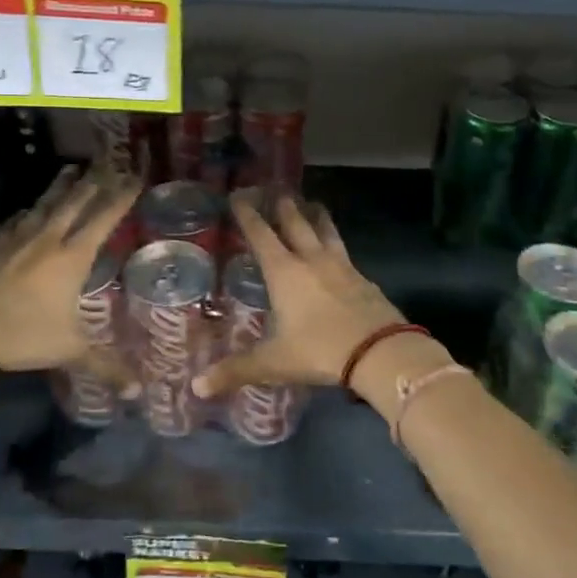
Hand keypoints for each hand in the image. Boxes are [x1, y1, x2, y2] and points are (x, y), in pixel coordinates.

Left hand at [0, 166, 139, 387]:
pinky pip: (12, 224)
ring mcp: (15, 242)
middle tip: (107, 164)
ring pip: (43, 206)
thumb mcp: (69, 349)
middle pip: (74, 203)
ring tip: (70, 171)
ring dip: (59, 188)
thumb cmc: (22, 334)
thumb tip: (137, 391)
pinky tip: (24, 211)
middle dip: (94, 183)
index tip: (134, 178)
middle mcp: (47, 241)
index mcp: (72, 257)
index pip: (103, 219)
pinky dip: (24, 214)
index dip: (121, 198)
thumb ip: (104, 365)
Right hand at [193, 193, 408, 399]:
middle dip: (284, 207)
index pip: (262, 235)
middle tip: (278, 190)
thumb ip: (235, 371)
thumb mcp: (273, 362)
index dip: (249, 216)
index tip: (240, 196)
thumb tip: (196, 387)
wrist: (379, 351)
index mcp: (285, 272)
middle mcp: (312, 261)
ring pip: (326, 232)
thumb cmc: (319, 350)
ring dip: (317, 217)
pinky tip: (338, 252)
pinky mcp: (364, 279)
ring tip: (314, 203)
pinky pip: (345, 253)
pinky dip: (336, 244)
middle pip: (296, 225)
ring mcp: (342, 267)